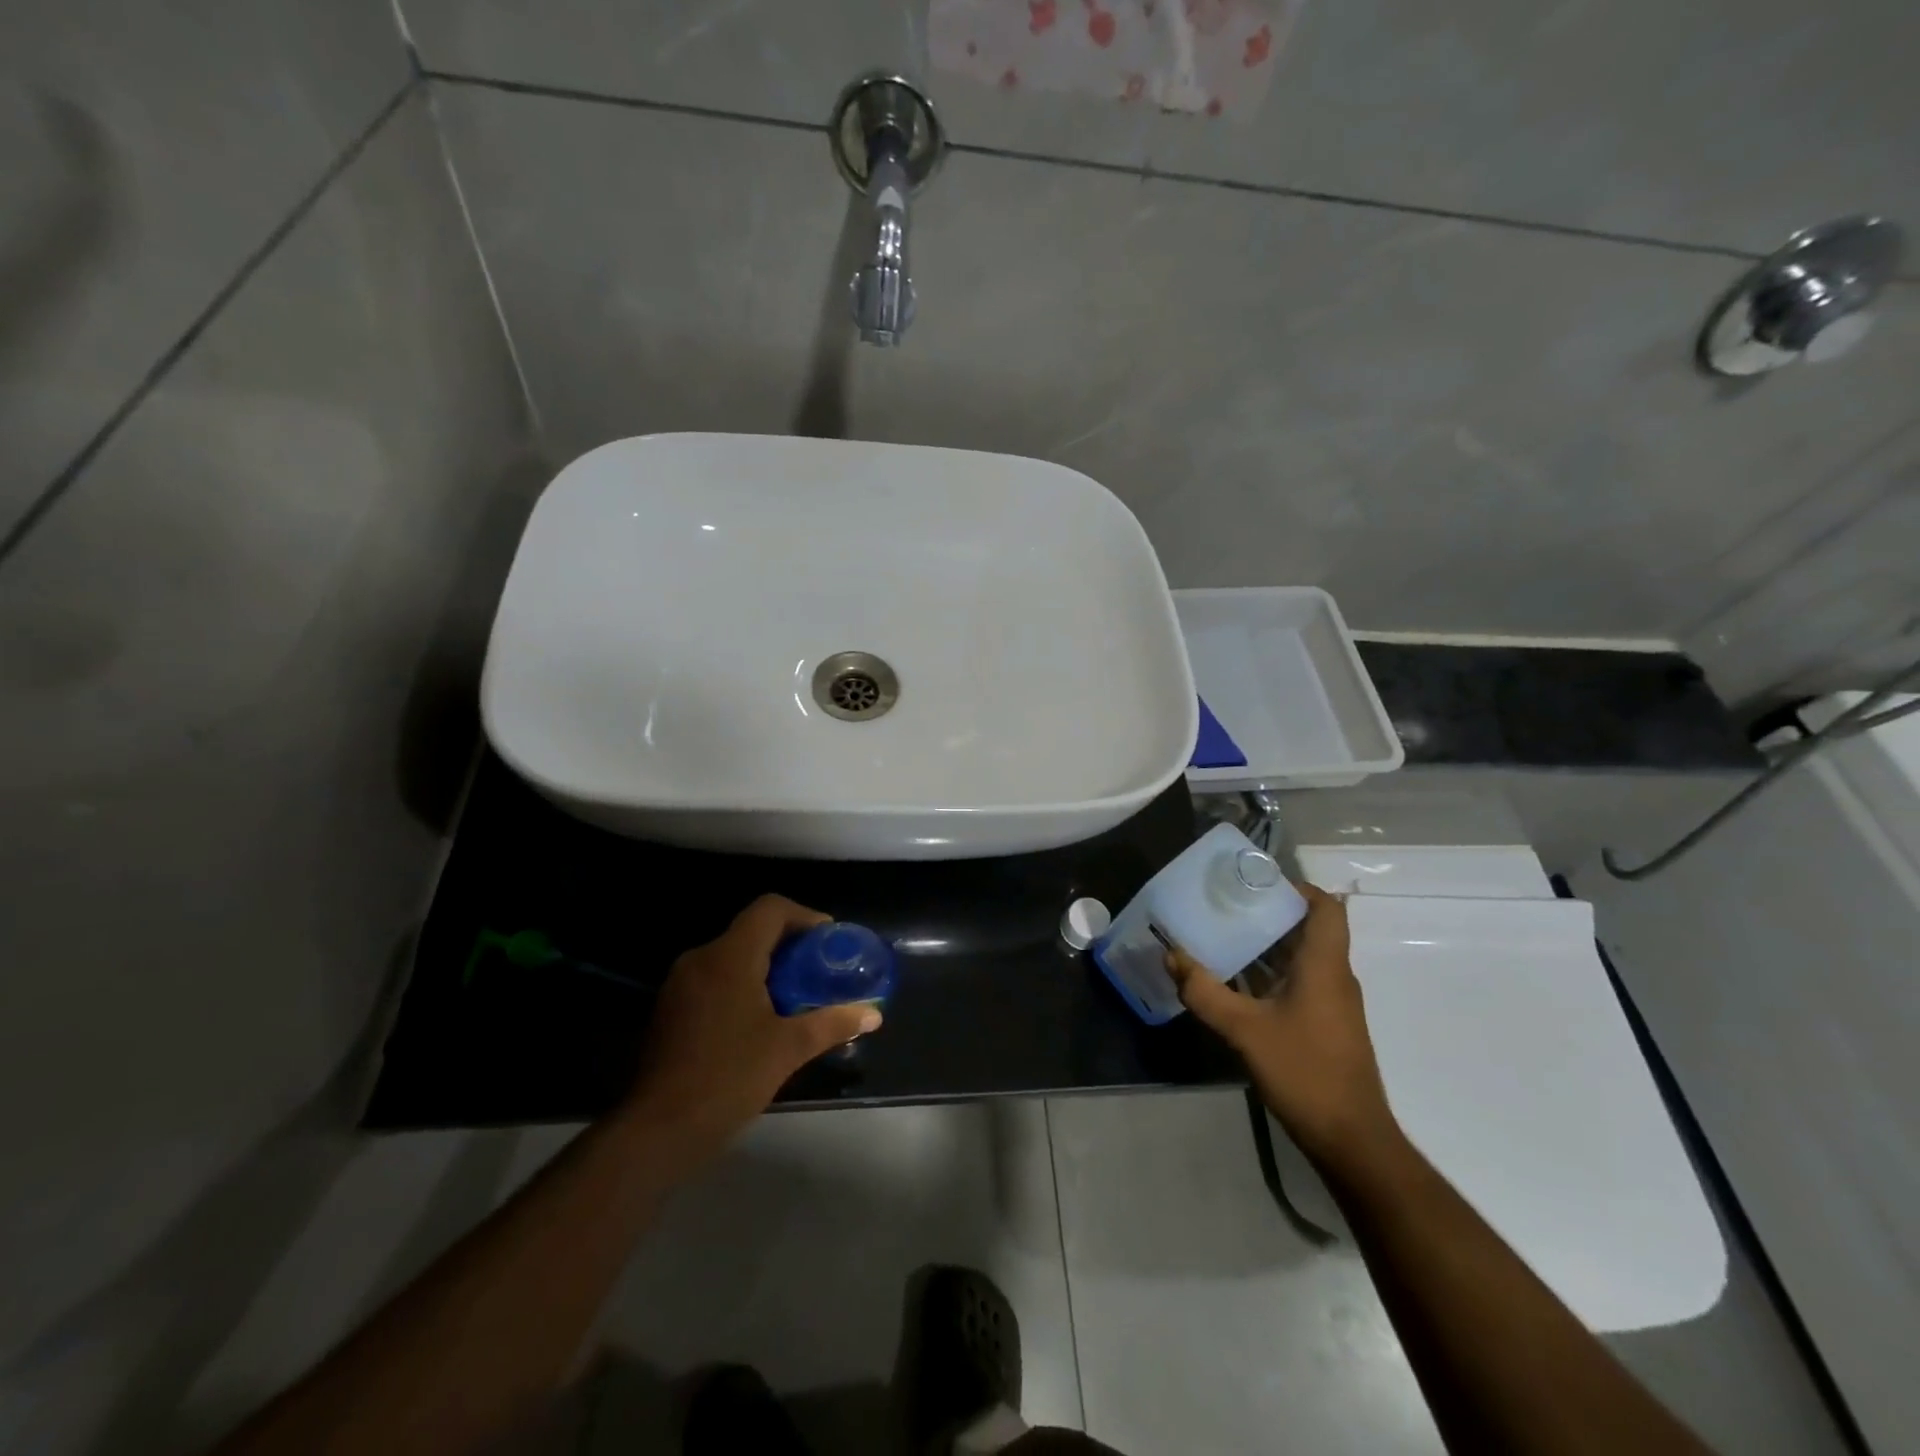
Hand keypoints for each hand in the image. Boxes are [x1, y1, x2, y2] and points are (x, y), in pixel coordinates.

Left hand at [626, 895, 880, 1157]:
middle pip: (752, 931)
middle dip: (789, 945)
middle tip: (819, 970)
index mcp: (730, 957)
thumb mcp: (788, 1049)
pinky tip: (761, 1019)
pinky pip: (715, 979)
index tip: (828, 939)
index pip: (770, 909)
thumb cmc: (727, 1078)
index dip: (804, 915)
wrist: (657, 1130)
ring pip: (732, 956)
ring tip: (796, 995)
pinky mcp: (671, 1010)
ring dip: (766, 967)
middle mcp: (701, 959)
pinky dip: (742, 984)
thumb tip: (873, 1014)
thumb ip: (832, 1023)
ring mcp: (680, 984)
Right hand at [1166, 882, 1400, 1168]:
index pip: (1327, 908)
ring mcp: (1331, 1003)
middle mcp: (1333, 977)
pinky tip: (1234, 982)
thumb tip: (1170, 956)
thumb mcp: (1244, 1030)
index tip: (1257, 883)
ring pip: (1300, 958)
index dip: (1298, 888)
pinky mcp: (1324, 1026)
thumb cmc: (1305, 1072)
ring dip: (1266, 945)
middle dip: (1268, 913)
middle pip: (1308, 929)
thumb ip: (1205, 992)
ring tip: (1222, 935)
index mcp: (1324, 966)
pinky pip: (1297, 983)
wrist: (1351, 1140)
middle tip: (1226, 905)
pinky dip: (1269, 974)